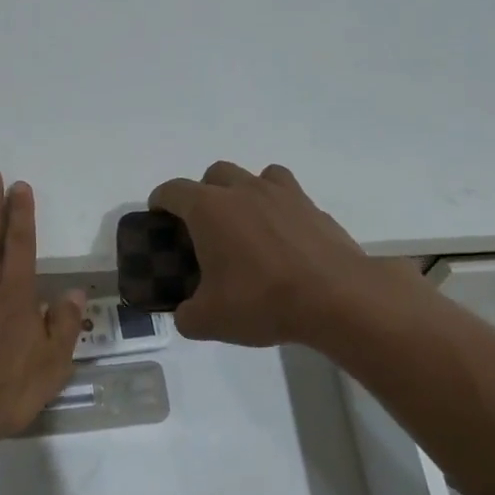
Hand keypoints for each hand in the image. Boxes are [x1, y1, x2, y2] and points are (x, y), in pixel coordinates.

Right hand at [148, 161, 405, 347]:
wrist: (336, 298)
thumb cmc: (262, 302)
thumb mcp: (209, 320)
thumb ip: (186, 315)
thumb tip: (186, 313)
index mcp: (209, 209)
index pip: (173, 190)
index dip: (160, 201)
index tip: (158, 216)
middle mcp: (243, 190)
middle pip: (214, 174)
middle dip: (203, 194)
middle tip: (204, 228)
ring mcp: (282, 194)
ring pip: (254, 175)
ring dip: (243, 191)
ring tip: (246, 225)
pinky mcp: (312, 206)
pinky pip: (287, 193)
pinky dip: (278, 206)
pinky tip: (282, 236)